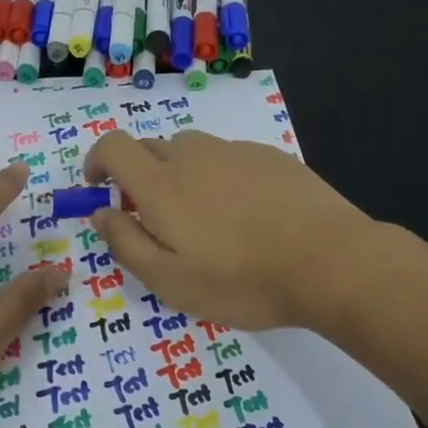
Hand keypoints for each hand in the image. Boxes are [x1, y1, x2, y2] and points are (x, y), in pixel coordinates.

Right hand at [83, 130, 376, 330]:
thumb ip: (125, 243)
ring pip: (191, 151)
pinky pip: (227, 158)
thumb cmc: (242, 279)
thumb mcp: (171, 281)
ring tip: (203, 219)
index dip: (97, 161)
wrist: (331, 261)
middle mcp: (193, 155)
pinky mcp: (270, 156)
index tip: (97, 187)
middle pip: (150, 148)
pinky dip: (218, 177)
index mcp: (161, 183)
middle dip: (138, 175)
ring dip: (180, 175)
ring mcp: (235, 151)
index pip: (113, 146)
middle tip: (154, 219)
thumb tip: (100, 213)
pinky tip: (245, 214)